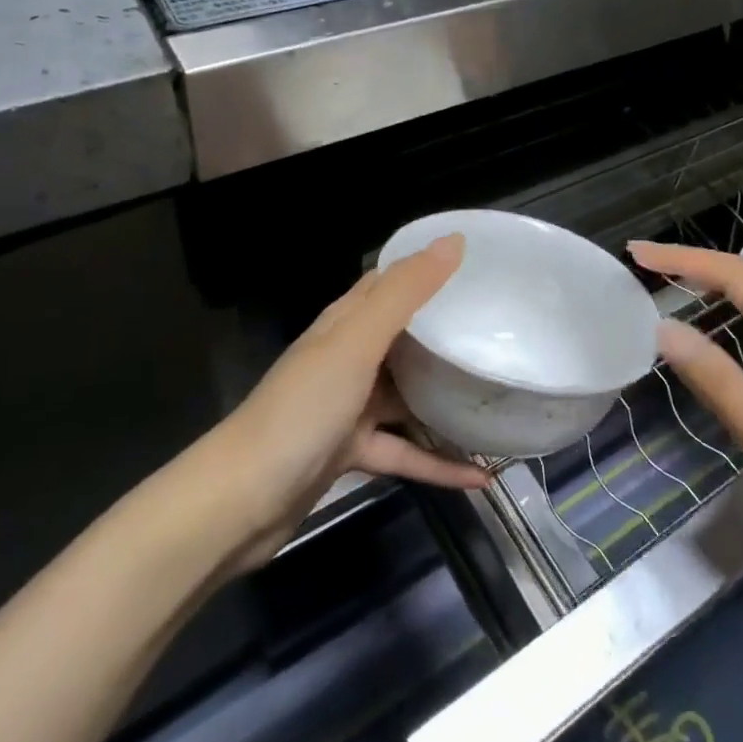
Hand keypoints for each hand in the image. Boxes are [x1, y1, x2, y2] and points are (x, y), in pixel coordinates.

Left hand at [207, 235, 488, 568]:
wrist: (240, 501)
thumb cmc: (302, 409)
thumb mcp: (357, 343)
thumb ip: (405, 293)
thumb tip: (454, 240)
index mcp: (345, 323)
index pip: (390, 281)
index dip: (429, 267)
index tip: (480, 266)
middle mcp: (348, 359)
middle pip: (406, 337)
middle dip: (447, 332)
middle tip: (501, 328)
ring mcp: (349, 407)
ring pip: (408, 395)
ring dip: (447, 399)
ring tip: (499, 397)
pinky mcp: (352, 452)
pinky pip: (405, 451)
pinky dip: (438, 461)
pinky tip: (479, 474)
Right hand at [629, 241, 742, 588]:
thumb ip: (721, 384)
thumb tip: (665, 331)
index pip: (738, 278)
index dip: (685, 260)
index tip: (637, 254)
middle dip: (695, 266)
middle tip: (643, 267)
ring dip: (714, 289)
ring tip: (668, 287)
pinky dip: (735, 319)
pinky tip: (717, 332)